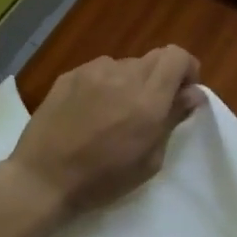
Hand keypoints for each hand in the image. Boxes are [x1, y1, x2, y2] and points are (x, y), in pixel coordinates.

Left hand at [6, 47, 203, 217]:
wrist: (43, 179)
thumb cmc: (103, 180)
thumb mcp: (150, 160)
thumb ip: (172, 119)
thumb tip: (193, 93)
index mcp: (148, 99)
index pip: (177, 57)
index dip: (187, 70)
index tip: (183, 93)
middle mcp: (123, 76)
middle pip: (155, 58)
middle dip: (162, 77)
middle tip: (152, 107)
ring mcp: (93, 72)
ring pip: (126, 64)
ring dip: (132, 82)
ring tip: (116, 112)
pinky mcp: (70, 75)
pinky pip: (100, 70)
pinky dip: (106, 84)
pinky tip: (92, 111)